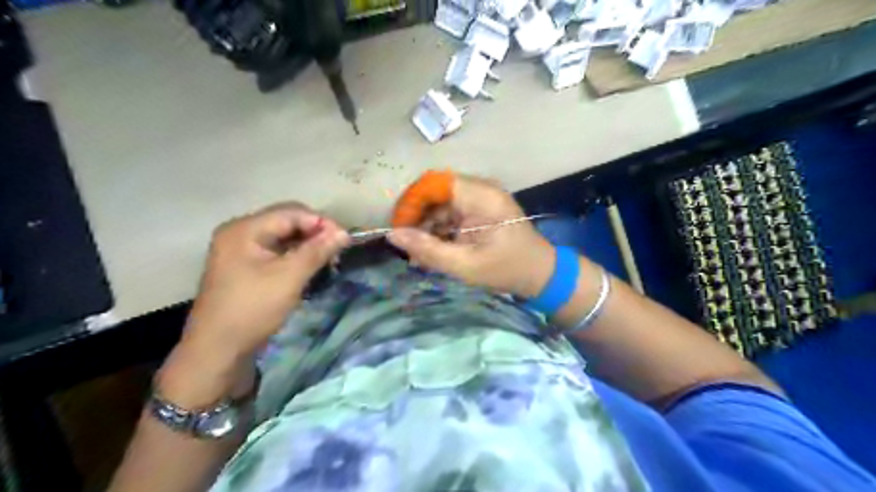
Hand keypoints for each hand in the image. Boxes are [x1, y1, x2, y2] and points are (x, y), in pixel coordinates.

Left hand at [157, 201, 349, 406]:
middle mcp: (240, 232)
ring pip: (284, 237)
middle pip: (287, 221)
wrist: (218, 350)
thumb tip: (344, 233)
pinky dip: (296, 256)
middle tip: (336, 252)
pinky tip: (310, 268)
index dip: (321, 222)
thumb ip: (317, 250)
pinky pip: (277, 251)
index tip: (345, 240)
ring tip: (328, 261)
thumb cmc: (253, 309)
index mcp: (245, 229)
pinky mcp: (245, 266)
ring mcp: (241, 250)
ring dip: (308, 246)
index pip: (292, 212)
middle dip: (315, 233)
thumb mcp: (289, 277)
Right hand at [389, 174, 552, 297]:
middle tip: (406, 246)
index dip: (412, 202)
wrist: (541, 274)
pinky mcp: (480, 210)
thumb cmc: (507, 269)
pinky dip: (439, 231)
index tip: (398, 227)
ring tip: (417, 254)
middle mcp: (480, 190)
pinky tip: (432, 251)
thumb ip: (428, 249)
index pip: (434, 183)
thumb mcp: (465, 265)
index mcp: (481, 196)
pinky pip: (451, 214)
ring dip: (426, 227)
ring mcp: (480, 199)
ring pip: (441, 205)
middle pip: (436, 193)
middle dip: (417, 218)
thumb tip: (392, 235)